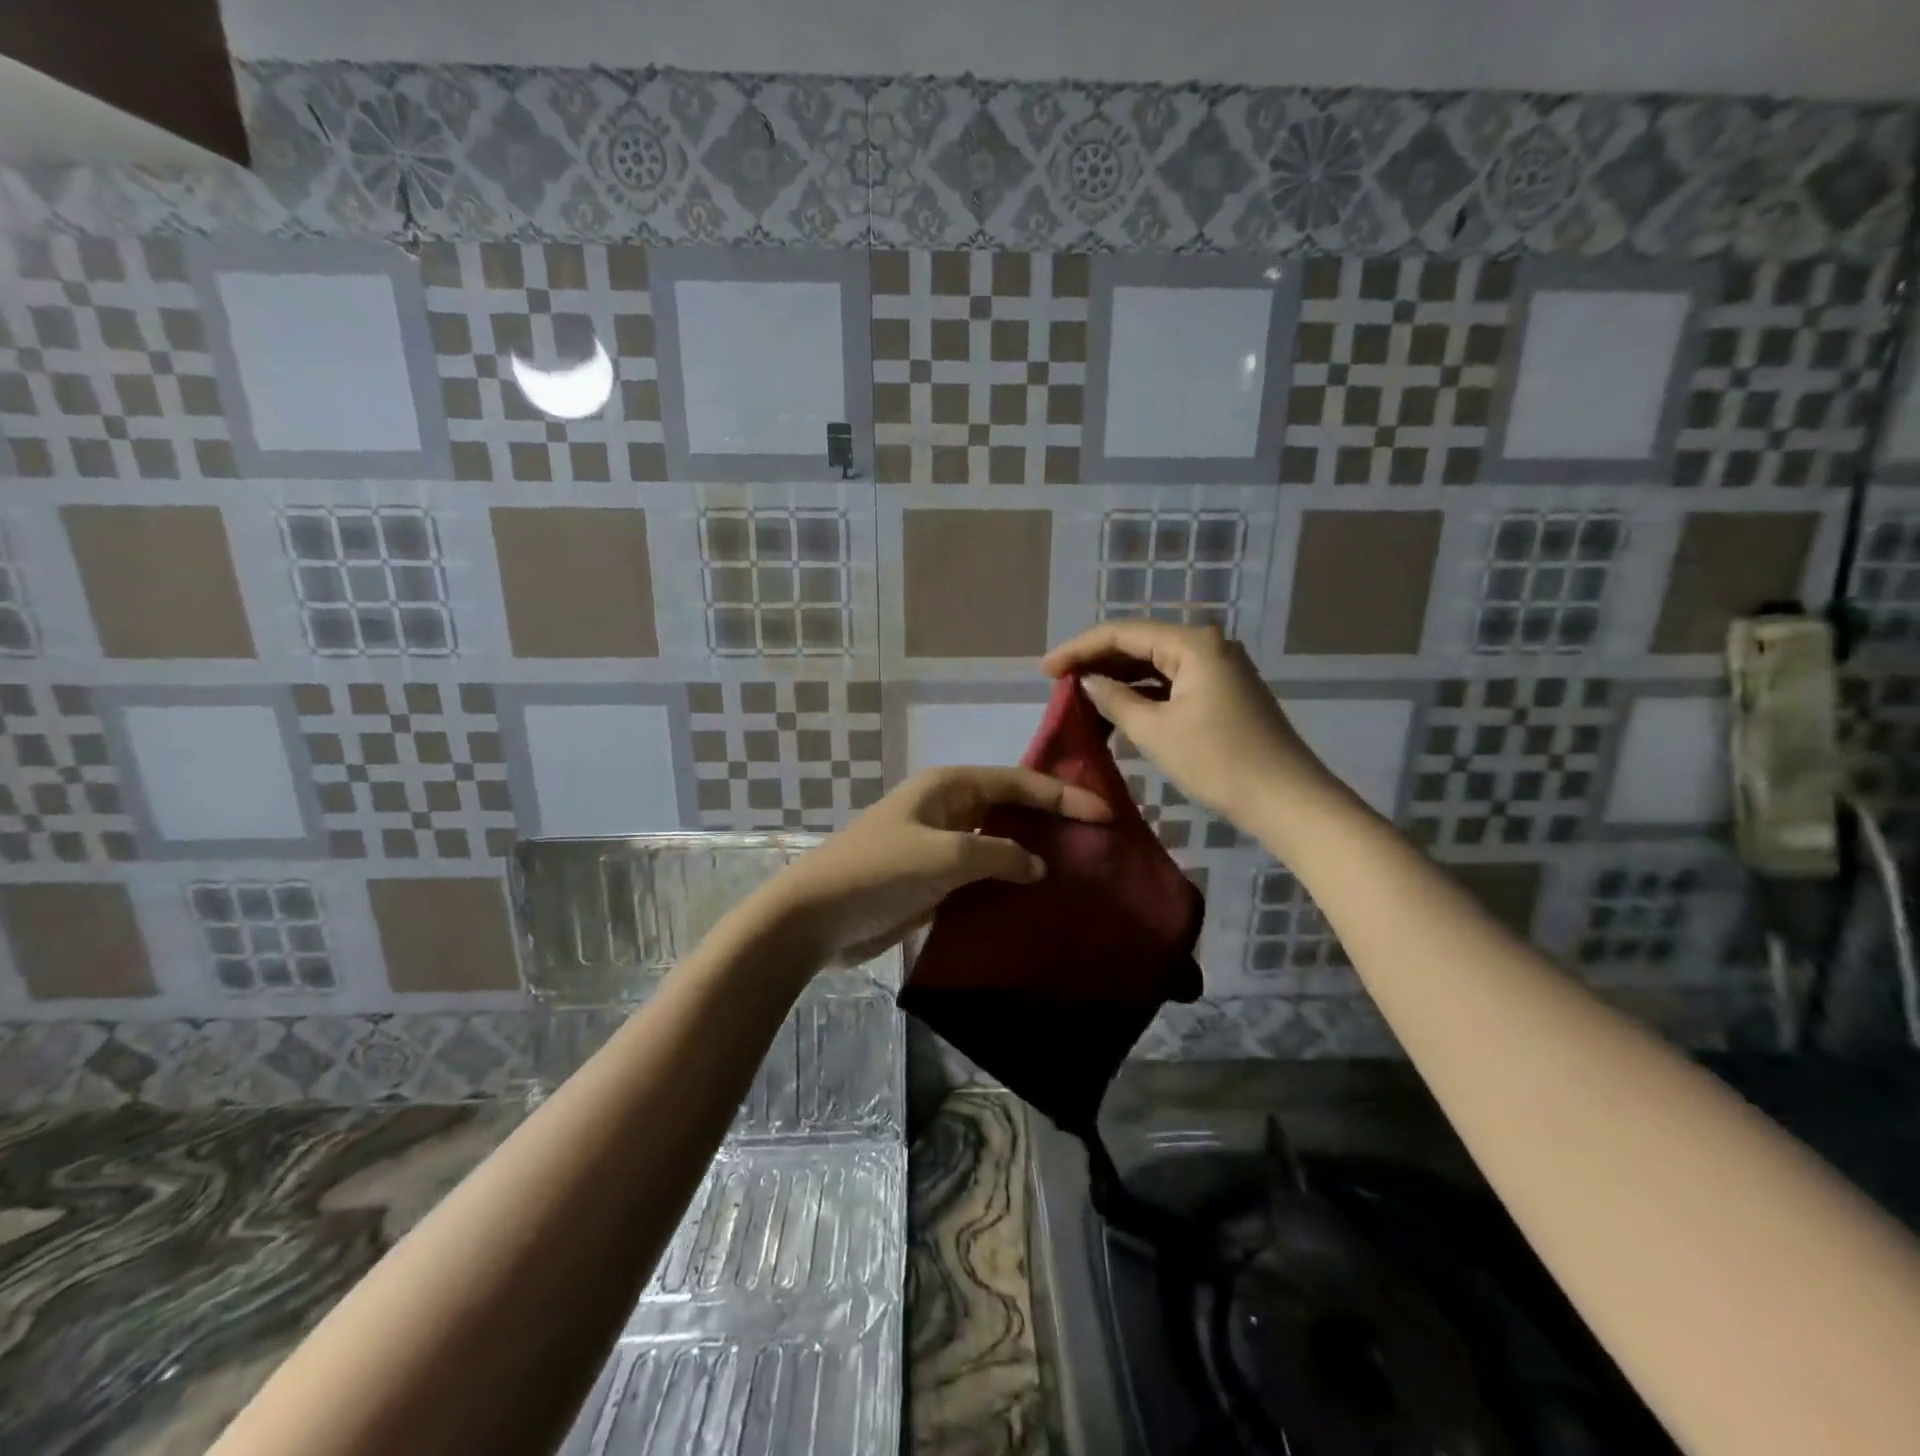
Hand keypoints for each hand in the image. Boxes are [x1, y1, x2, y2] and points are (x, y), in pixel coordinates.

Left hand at [756, 767, 1110, 966]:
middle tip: (1097, 839)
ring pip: (997, 842)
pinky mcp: (932, 880)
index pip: (1017, 782)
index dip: (1062, 796)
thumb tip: (1037, 865)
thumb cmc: (880, 871)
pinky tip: (1034, 900)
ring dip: (1031, 853)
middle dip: (1050, 820)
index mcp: (949, 787)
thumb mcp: (946, 856)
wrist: (815, 917)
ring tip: (1077, 869)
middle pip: (1009, 807)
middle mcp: (947, 808)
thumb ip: (999, 855)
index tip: (1105, 814)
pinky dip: (1007, 882)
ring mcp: (938, 845)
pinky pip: (981, 874)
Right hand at [1042, 622, 1333, 827]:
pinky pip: (1171, 683)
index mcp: (1193, 644)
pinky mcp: (1223, 693)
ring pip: (1155, 664)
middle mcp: (1208, 645)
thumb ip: (1115, 700)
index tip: (1045, 671)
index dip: (1078, 649)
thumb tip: (1089, 682)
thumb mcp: (1156, 731)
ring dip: (1118, 679)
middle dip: (1097, 661)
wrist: (1287, 801)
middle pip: (1139, 643)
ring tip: (1080, 697)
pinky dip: (1142, 694)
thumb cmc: (1218, 762)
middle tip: (1058, 683)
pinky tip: (1117, 709)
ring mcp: (1219, 669)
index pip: (1122, 633)